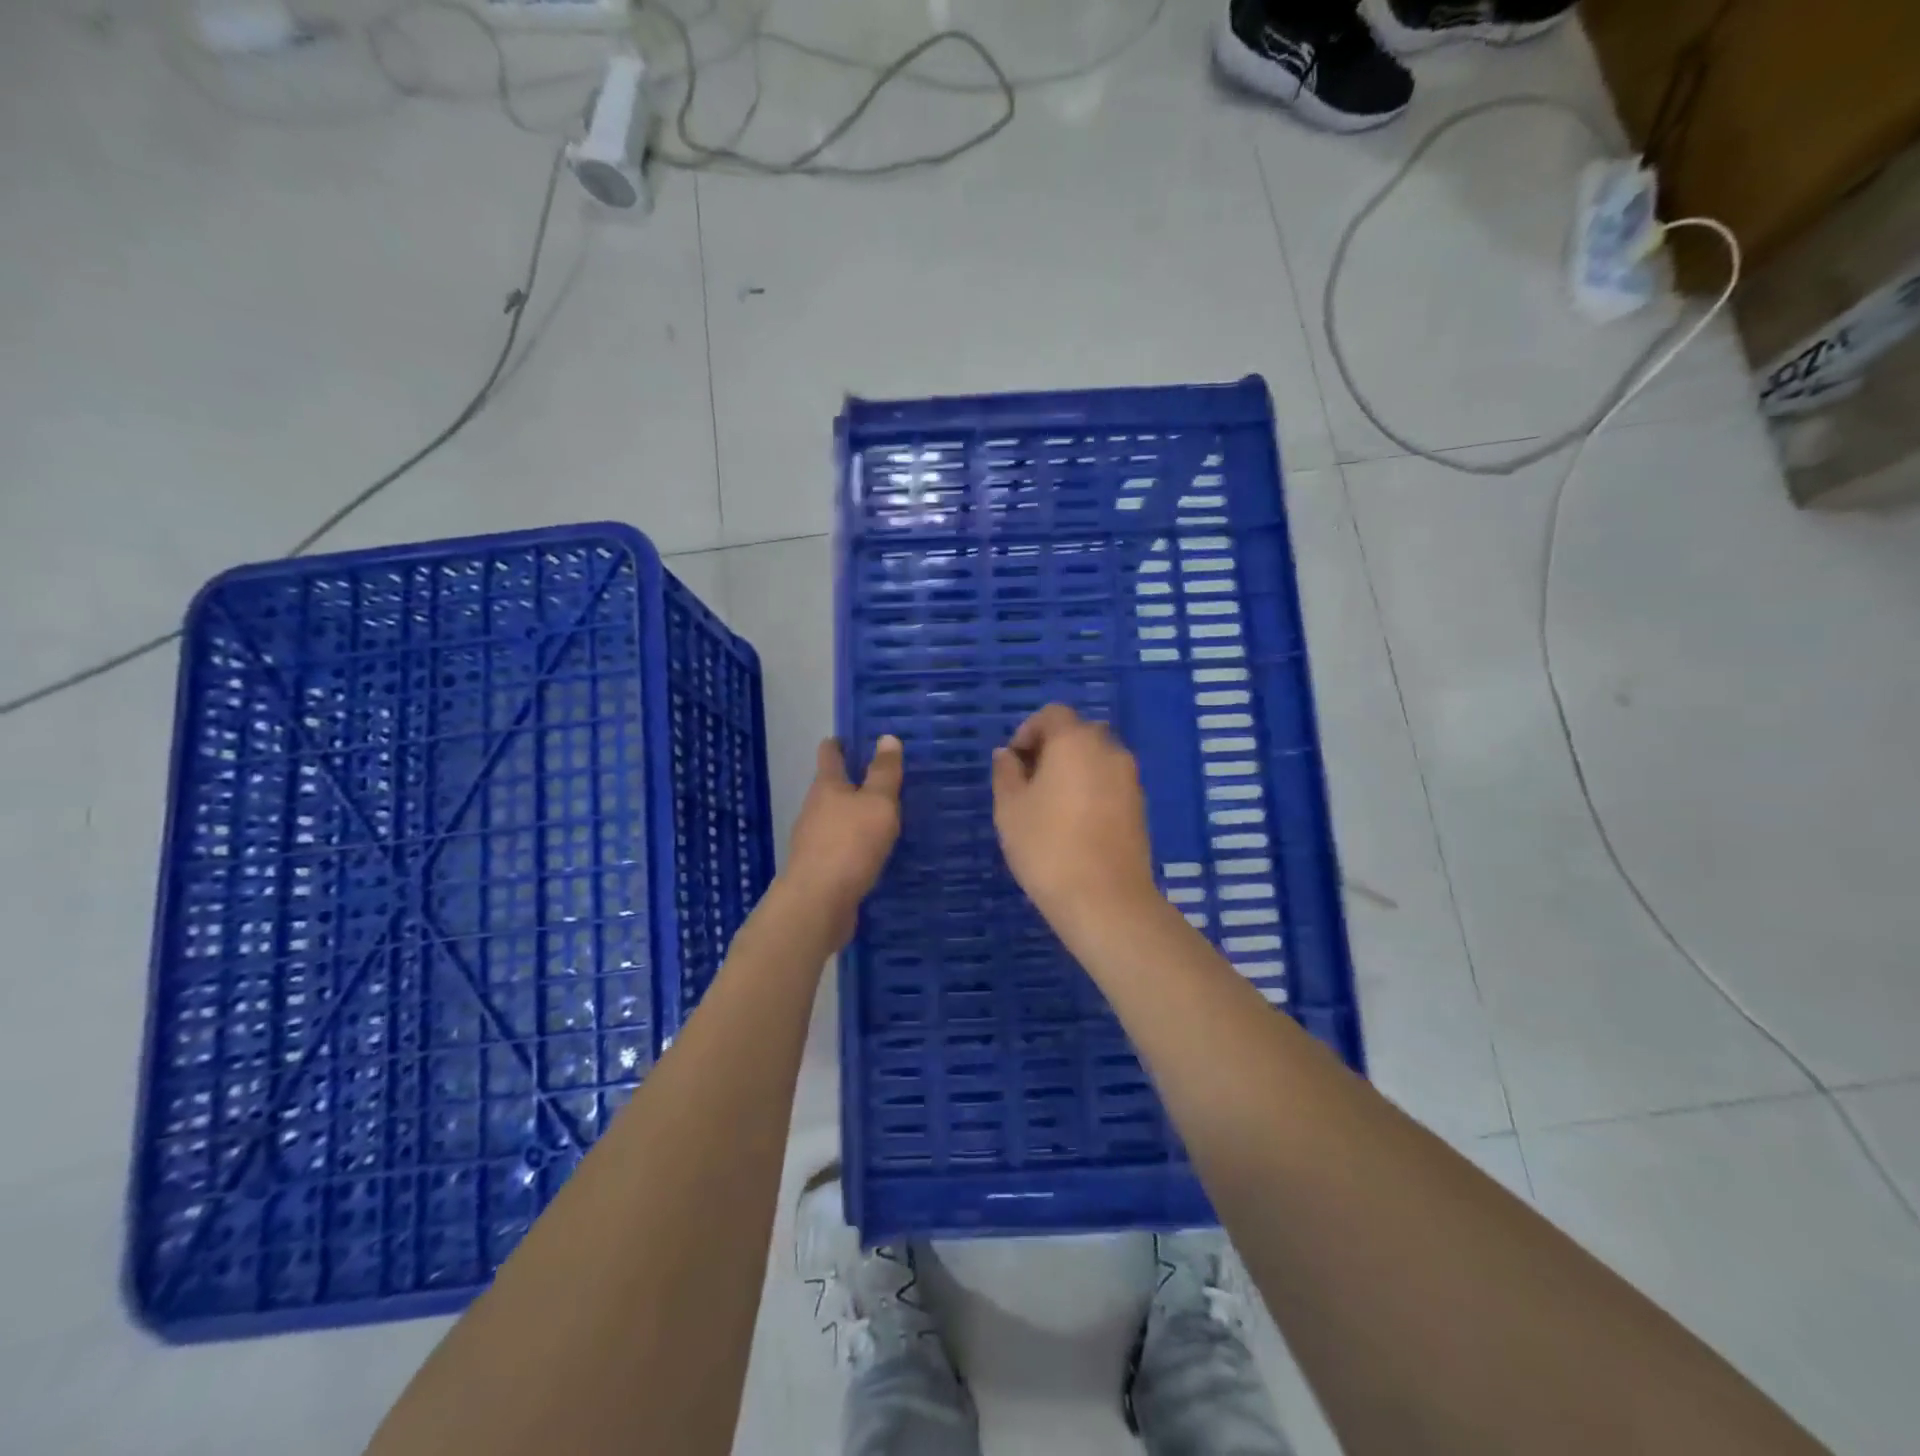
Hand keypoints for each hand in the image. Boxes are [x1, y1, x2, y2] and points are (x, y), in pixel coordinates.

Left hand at [782, 736, 904, 947]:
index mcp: (827, 787)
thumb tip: (886, 737)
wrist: (818, 903)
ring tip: (881, 816)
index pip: (830, 755)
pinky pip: (840, 848)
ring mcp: (813, 841)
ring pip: (835, 819)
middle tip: (880, 778)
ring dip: (853, 815)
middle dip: (851, 782)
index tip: (849, 738)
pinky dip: (854, 844)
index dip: (838, 744)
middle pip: (830, 788)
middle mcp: (814, 809)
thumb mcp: (877, 803)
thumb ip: (884, 773)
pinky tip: (871, 853)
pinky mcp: (819, 869)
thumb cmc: (850, 844)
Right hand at [991, 705, 1158, 931]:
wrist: (1105, 899)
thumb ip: (1006, 773)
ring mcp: (1130, 778)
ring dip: (1074, 769)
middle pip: (1078, 733)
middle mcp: (1108, 750)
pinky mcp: (1140, 806)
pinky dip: (1092, 789)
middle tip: (1030, 781)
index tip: (1014, 762)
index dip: (1028, 731)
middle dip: (1053, 748)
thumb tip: (1007, 755)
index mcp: (1075, 741)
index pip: (1053, 714)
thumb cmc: (1047, 847)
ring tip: (1051, 806)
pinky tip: (1075, 823)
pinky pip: (1110, 782)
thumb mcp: (1010, 809)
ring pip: (1097, 759)